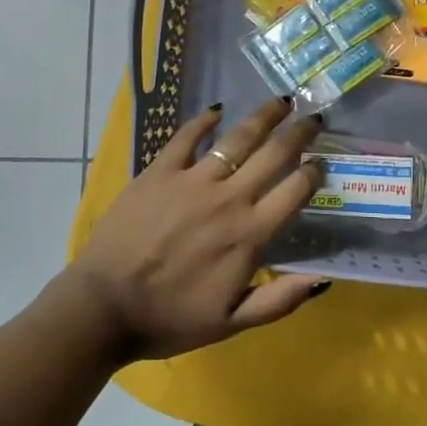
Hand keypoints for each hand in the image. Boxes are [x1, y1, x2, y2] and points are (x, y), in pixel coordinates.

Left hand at [59, 99, 327, 361]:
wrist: (104, 306)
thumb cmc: (169, 319)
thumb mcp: (231, 323)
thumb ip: (279, 300)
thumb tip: (321, 279)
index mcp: (250, 235)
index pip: (294, 192)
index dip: (313, 173)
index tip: (322, 161)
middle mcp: (228, 199)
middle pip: (273, 155)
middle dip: (299, 133)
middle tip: (314, 117)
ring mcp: (192, 180)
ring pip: (237, 139)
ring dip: (263, 117)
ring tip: (280, 101)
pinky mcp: (159, 172)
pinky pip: (186, 137)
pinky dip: (203, 120)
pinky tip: (216, 109)